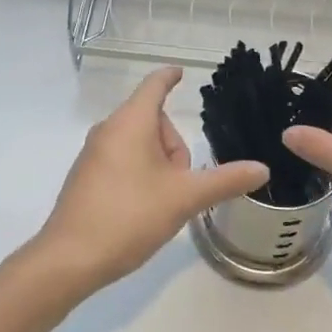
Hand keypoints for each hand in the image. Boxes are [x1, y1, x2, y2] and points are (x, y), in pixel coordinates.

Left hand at [32, 67, 269, 295]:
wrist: (70, 258)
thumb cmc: (129, 216)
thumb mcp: (184, 198)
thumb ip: (224, 180)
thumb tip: (262, 168)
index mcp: (131, 122)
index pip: (154, 85)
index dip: (170, 77)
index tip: (181, 72)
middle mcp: (109, 129)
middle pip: (153, 120)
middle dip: (174, 147)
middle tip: (181, 184)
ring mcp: (93, 153)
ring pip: (138, 143)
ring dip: (158, 164)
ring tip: (163, 202)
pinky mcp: (86, 176)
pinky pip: (122, 159)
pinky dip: (139, 174)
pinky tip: (142, 209)